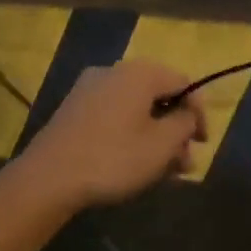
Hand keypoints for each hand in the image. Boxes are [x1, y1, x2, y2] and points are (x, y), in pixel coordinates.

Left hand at [16, 59, 207, 210]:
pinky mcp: (74, 110)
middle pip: (158, 95)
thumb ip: (184, 124)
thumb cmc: (112, 158)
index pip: (183, 82)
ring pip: (136, 108)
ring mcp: (90, 89)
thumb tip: (187, 115)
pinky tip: (134, 163)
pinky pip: (115, 115)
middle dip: (176, 128)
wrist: (46, 179)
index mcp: (140, 72)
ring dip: (155, 135)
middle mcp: (115, 71)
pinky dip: (131, 134)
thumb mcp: (161, 145)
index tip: (203, 143)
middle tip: (185, 162)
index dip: (199, 112)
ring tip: (164, 171)